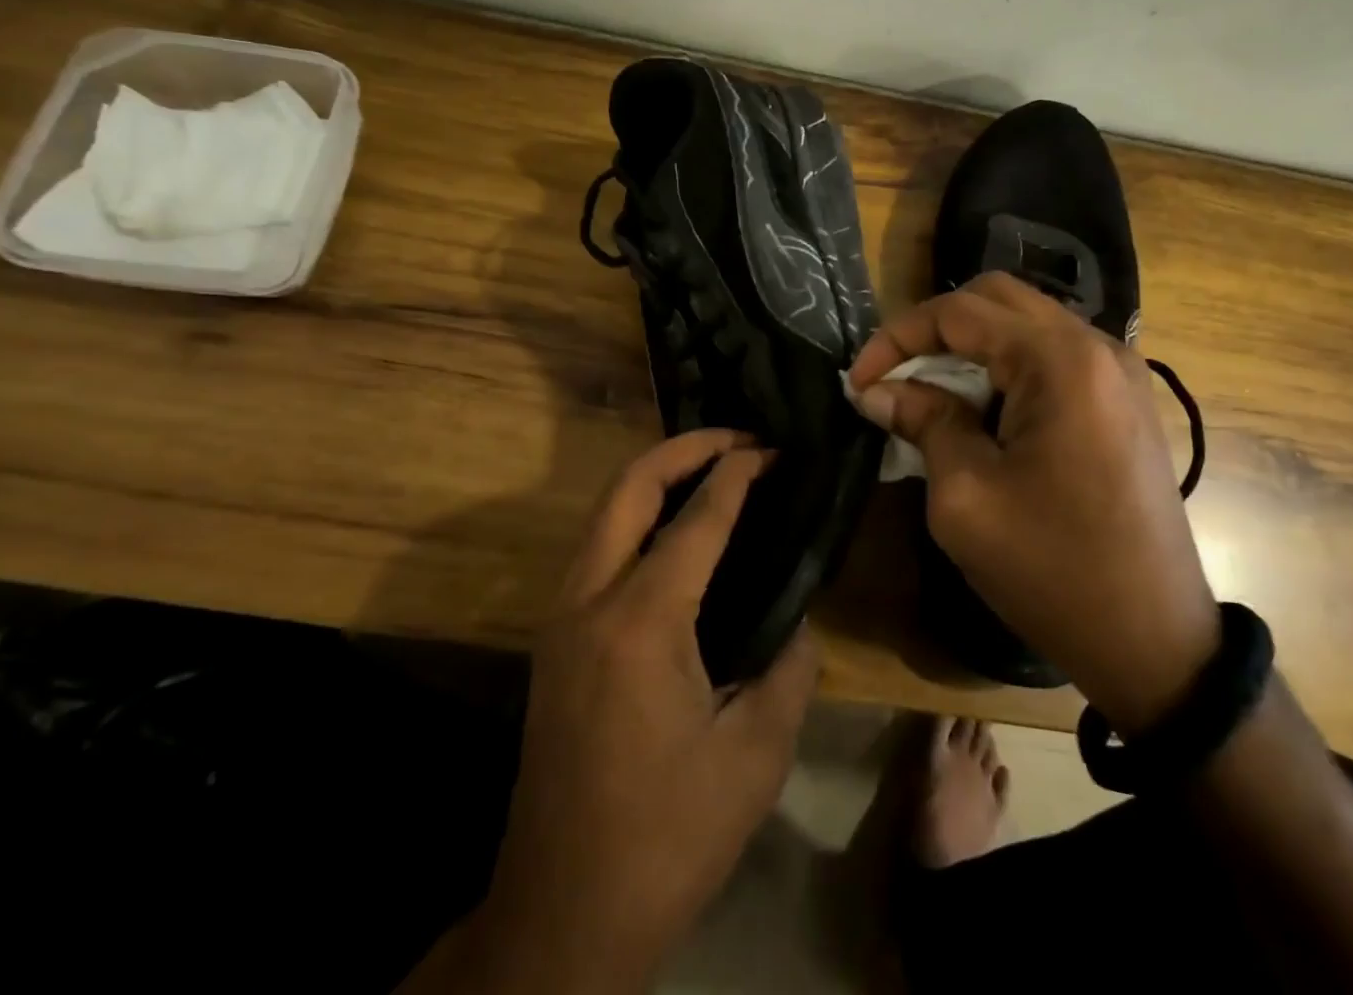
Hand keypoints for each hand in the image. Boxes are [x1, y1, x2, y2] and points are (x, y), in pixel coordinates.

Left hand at [470, 431, 819, 992]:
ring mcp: (561, 616)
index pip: (697, 517)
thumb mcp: (755, 755)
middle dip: (684, 448)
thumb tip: (797, 618)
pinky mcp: (554, 638)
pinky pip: (598, 547)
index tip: (772, 448)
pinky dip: (637, 515)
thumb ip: (789, 668)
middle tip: (738, 439)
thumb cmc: (667, 836)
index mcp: (643, 621)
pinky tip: (676, 531)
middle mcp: (590, 600)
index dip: (737, 472)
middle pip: (628, 487)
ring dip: (655, 476)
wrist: (563, 912)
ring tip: (712, 470)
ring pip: (604, 511)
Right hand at [848, 272, 1218, 731]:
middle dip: (932, 329)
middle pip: (995, 299)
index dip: (897, 337)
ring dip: (968, 345)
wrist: (1155, 641)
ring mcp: (1118, 371)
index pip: (960, 312)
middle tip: (891, 376)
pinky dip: (1004, 364)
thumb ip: (923, 422)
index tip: (858, 381)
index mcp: (1060, 361)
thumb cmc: (1053, 570)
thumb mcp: (966, 496)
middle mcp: (1096, 346)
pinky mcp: (1123, 398)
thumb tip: (876, 391)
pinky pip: (1052, 354)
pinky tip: (979, 406)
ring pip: (1025, 322)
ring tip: (926, 391)